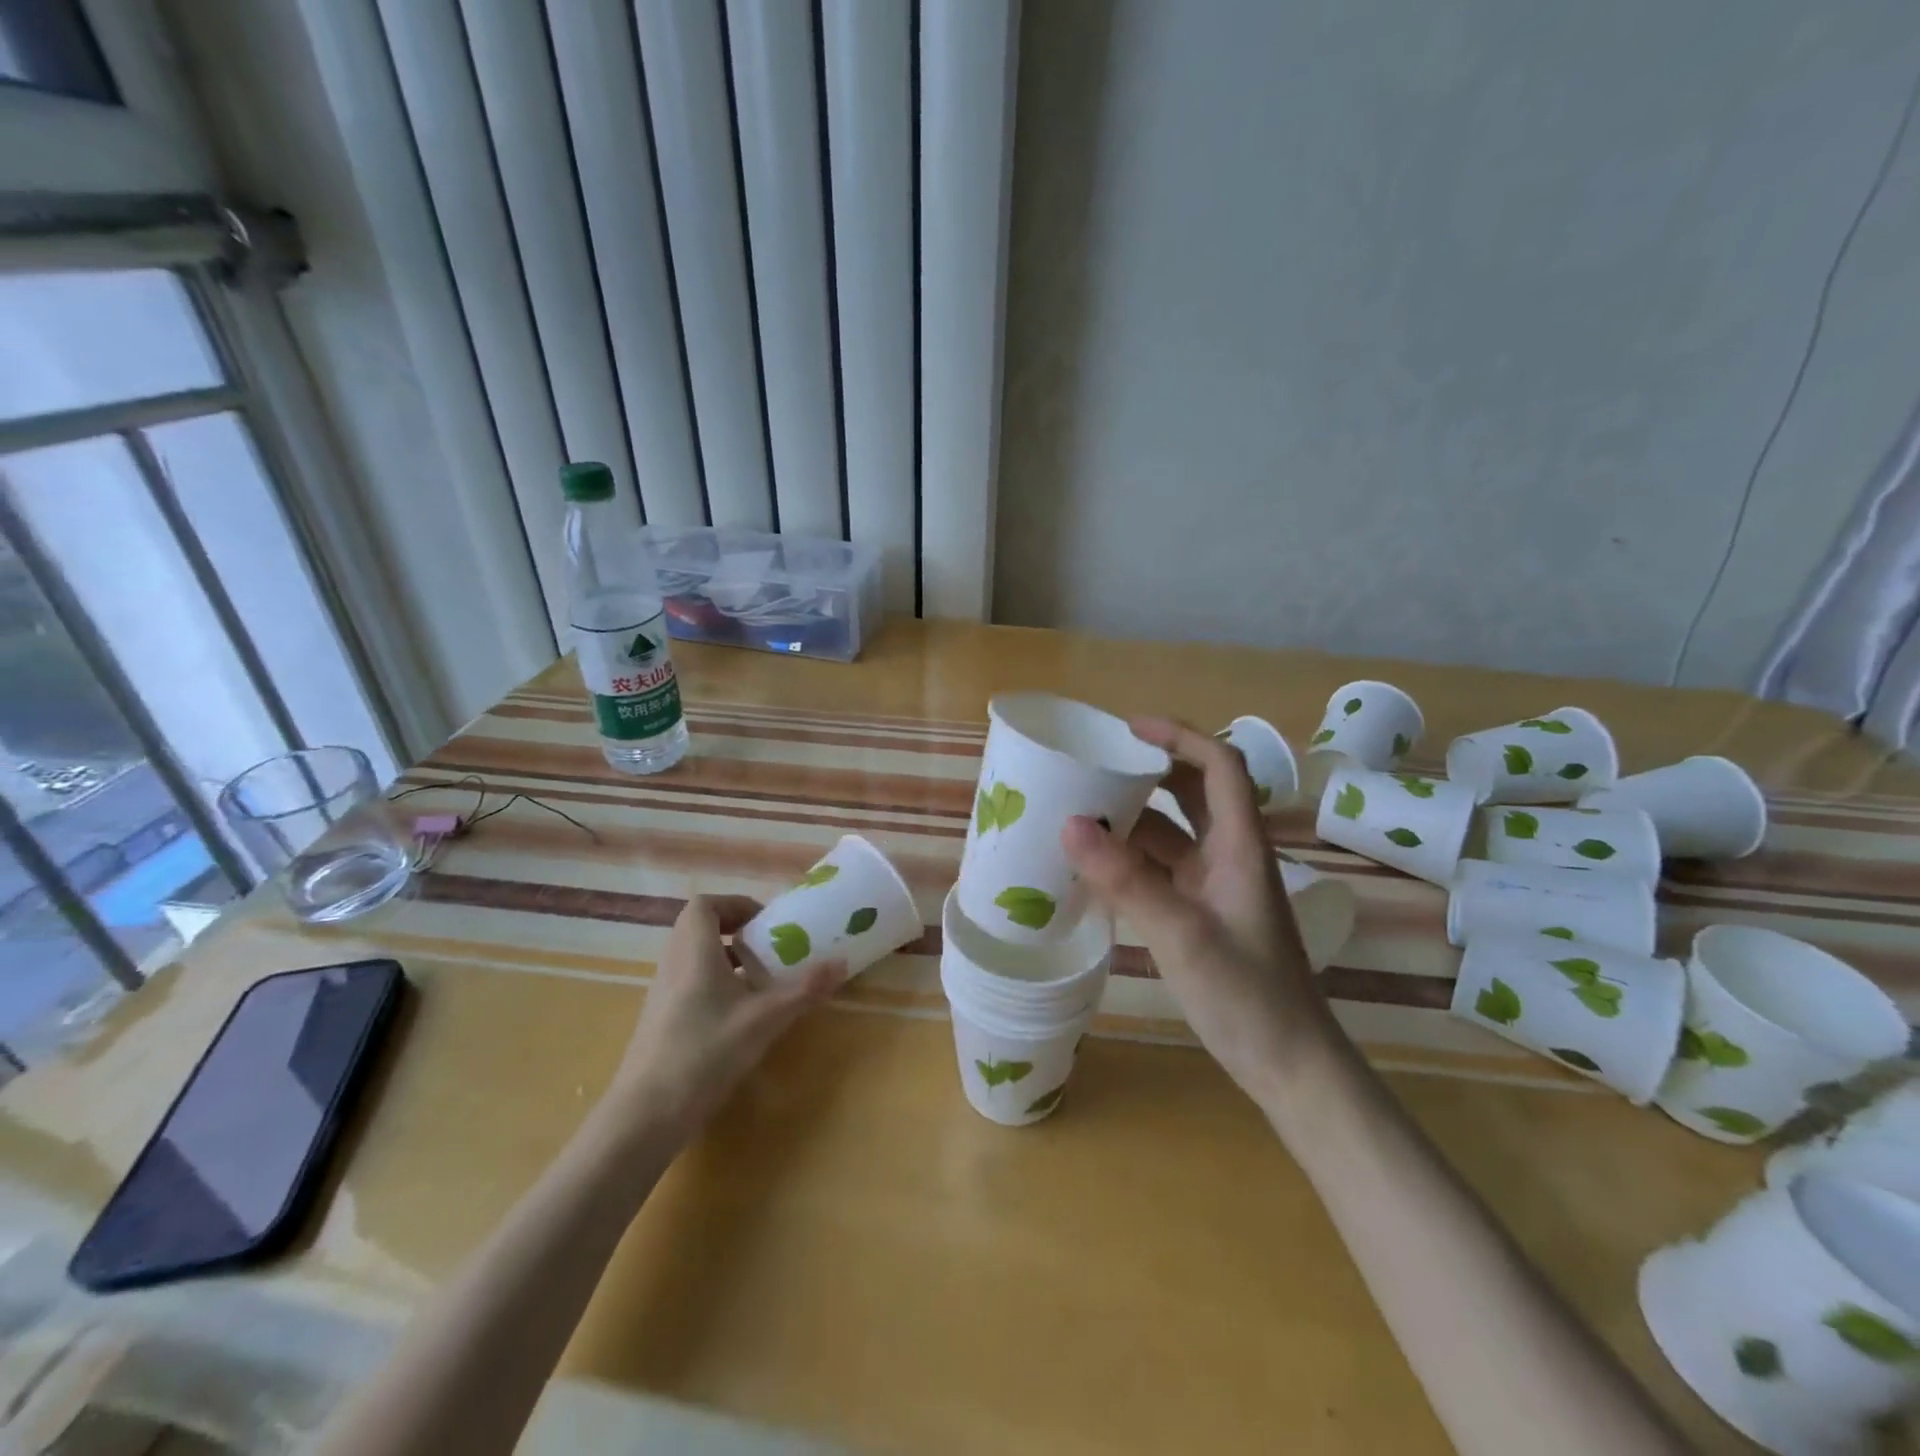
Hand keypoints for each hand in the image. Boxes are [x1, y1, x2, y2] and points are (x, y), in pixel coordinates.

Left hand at [607, 895, 842, 1140]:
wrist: (646, 1115)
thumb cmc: (705, 1052)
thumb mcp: (764, 1020)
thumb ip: (803, 990)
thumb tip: (841, 963)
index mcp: (693, 950)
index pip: (705, 905)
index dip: (736, 904)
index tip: (766, 922)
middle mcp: (673, 963)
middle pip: (699, 927)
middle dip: (736, 930)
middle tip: (769, 946)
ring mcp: (662, 992)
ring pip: (693, 956)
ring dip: (726, 957)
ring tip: (760, 978)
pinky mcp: (660, 1018)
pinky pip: (689, 981)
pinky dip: (714, 982)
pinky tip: (739, 1013)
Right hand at [1060, 718, 1342, 1105]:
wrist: (1290, 1066)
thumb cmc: (1249, 996)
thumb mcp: (1183, 935)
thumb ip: (1126, 880)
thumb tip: (1069, 825)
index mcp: (1240, 846)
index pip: (1220, 766)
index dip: (1180, 736)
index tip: (1128, 728)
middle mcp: (1229, 855)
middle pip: (1193, 792)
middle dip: (1148, 770)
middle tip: (1094, 764)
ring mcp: (1214, 886)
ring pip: (1172, 832)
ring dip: (1133, 818)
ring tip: (1079, 809)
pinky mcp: (1200, 913)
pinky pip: (1160, 869)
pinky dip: (1129, 859)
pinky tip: (1092, 865)